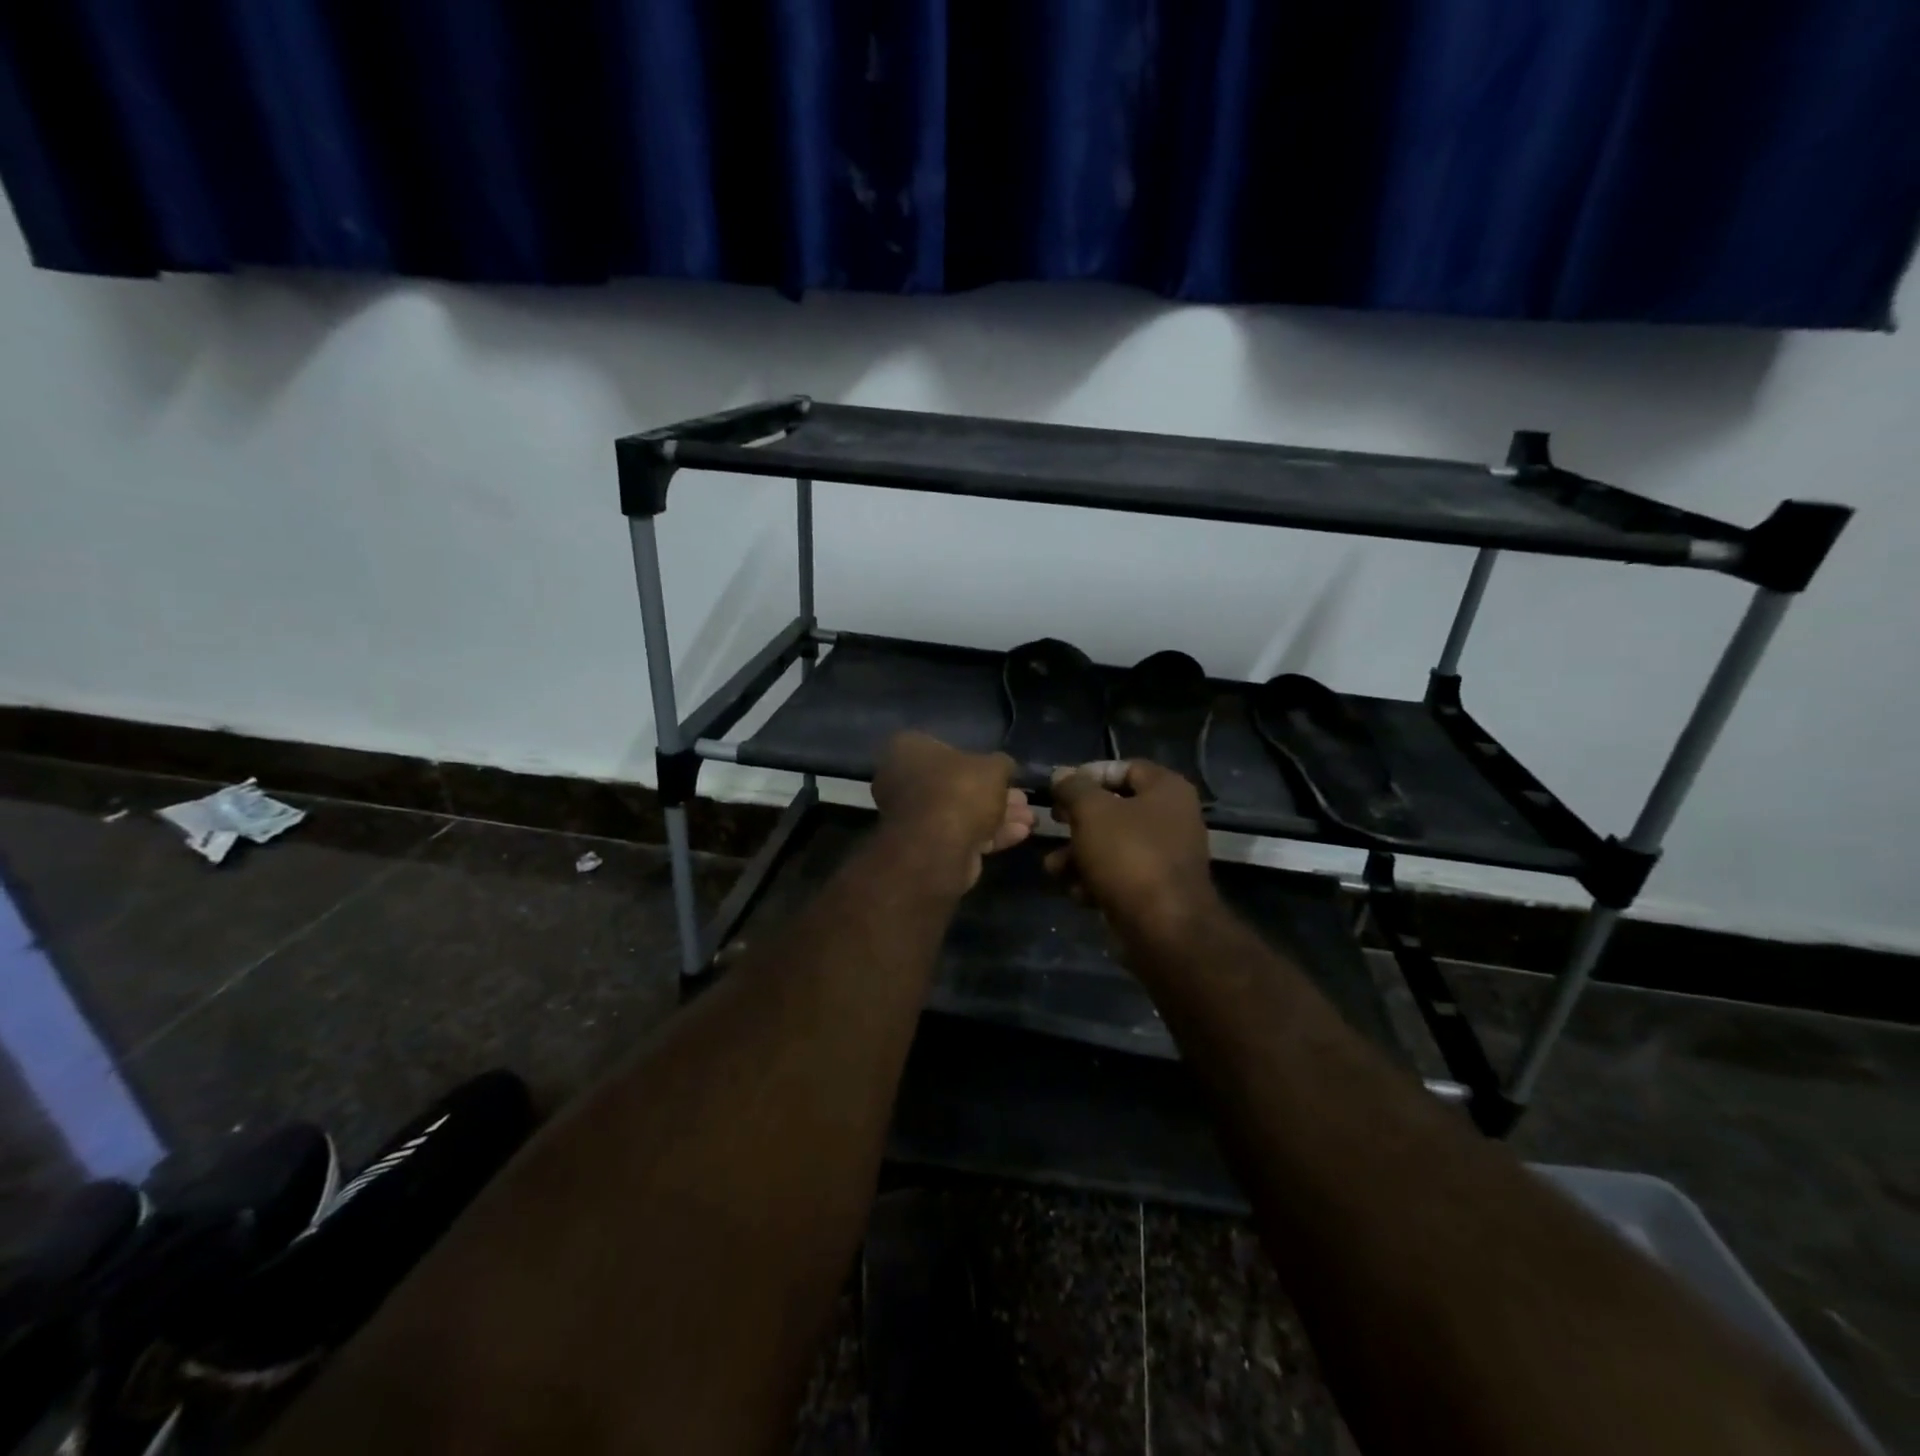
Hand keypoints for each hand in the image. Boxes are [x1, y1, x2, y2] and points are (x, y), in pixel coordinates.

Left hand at [873, 732, 1034, 889]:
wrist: (939, 847)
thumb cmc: (960, 791)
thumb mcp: (994, 766)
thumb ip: (1001, 764)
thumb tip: (1003, 768)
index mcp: (908, 750)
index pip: (944, 748)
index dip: (978, 760)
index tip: (1003, 771)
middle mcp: (903, 781)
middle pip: (957, 784)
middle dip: (995, 793)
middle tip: (1023, 799)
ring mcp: (913, 817)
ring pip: (962, 812)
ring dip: (999, 816)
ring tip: (1030, 819)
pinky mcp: (927, 847)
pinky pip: (962, 834)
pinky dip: (991, 834)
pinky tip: (1020, 834)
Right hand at [1045, 760, 1217, 941]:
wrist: (1164, 929)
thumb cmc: (1129, 856)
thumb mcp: (1092, 811)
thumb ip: (1073, 788)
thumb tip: (1062, 775)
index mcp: (1166, 790)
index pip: (1124, 767)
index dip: (1088, 774)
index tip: (1059, 788)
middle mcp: (1172, 818)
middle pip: (1114, 809)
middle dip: (1077, 821)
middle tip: (1053, 823)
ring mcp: (1166, 857)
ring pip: (1112, 845)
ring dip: (1077, 855)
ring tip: (1054, 868)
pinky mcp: (1156, 890)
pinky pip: (1119, 875)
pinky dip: (1095, 880)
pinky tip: (1077, 893)